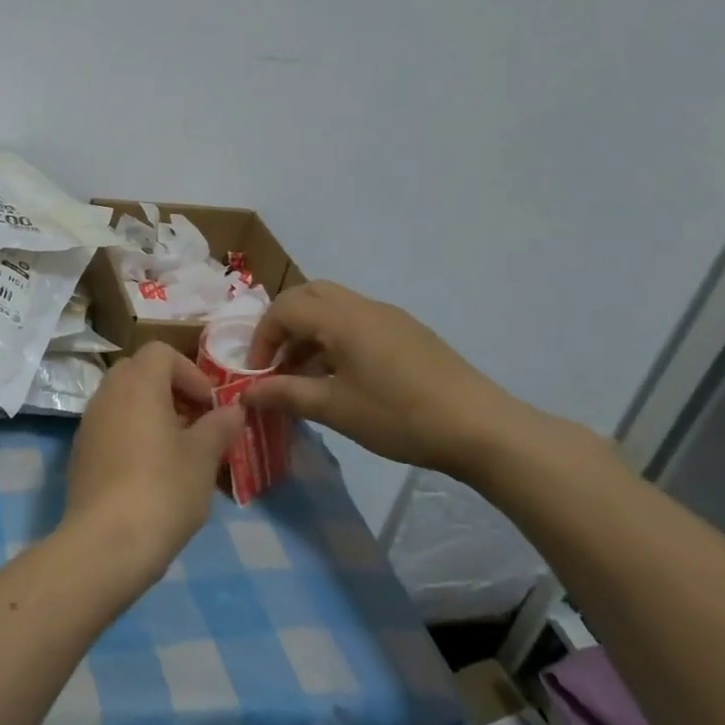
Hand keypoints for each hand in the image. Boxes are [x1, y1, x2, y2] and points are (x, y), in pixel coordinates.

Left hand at [60, 344, 245, 588]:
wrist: (107, 542)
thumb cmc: (163, 489)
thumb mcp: (203, 457)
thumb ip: (219, 427)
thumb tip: (234, 411)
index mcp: (138, 384)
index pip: (161, 352)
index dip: (190, 371)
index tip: (208, 404)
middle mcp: (107, 394)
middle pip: (137, 371)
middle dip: (168, 388)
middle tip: (193, 421)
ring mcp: (88, 424)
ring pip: (121, 399)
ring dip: (149, 411)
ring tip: (175, 449)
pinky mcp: (80, 453)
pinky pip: (108, 426)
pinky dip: (130, 433)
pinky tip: (148, 471)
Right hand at [243, 281, 530, 477]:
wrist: (480, 428)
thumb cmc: (399, 416)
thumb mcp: (335, 409)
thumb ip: (285, 394)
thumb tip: (245, 393)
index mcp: (342, 318)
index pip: (284, 309)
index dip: (261, 338)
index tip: (257, 374)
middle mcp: (364, 306)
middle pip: (309, 295)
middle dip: (283, 324)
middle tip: (275, 361)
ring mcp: (390, 317)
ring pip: (334, 307)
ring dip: (310, 332)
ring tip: (304, 375)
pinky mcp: (408, 332)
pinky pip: (358, 321)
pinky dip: (335, 338)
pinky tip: (342, 377)